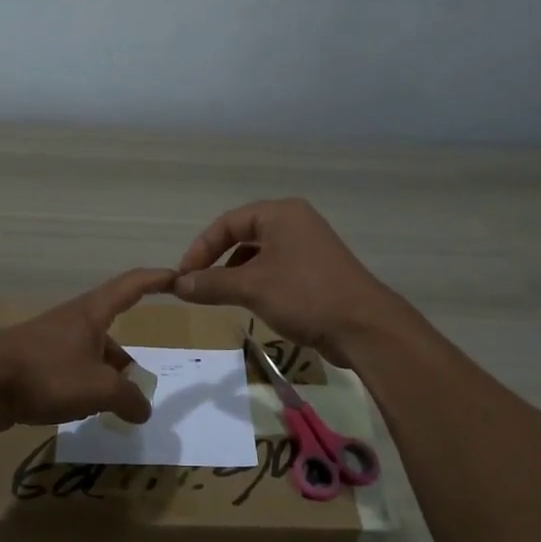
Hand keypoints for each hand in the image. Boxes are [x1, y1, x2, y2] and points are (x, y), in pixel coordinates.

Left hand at [0, 268, 175, 430]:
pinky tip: (78, 409)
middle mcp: (71, 321)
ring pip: (89, 355)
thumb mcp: (98, 389)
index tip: (179, 277)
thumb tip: (143, 409)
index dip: (157, 279)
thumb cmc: (46, 375)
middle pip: (110, 332)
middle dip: (125, 361)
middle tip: (136, 389)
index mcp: (91, 313)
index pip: (132, 285)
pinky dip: (81, 385)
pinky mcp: (32, 361)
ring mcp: (49, 340)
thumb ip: (129, 398)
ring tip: (109, 407)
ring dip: (103, 377)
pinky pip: (68, 369)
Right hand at [172, 199, 400, 365]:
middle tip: (198, 287)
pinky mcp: (317, 270)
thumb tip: (176, 284)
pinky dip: (257, 282)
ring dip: (236, 274)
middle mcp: (295, 222)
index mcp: (280, 214)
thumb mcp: (251, 288)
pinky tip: (251, 304)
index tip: (183, 276)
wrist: (364, 327)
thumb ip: (211, 284)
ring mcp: (309, 246)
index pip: (227, 223)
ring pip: (260, 254)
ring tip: (221, 297)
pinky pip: (276, 269)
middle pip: (243, 235)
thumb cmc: (304, 296)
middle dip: (217, 261)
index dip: (201, 248)